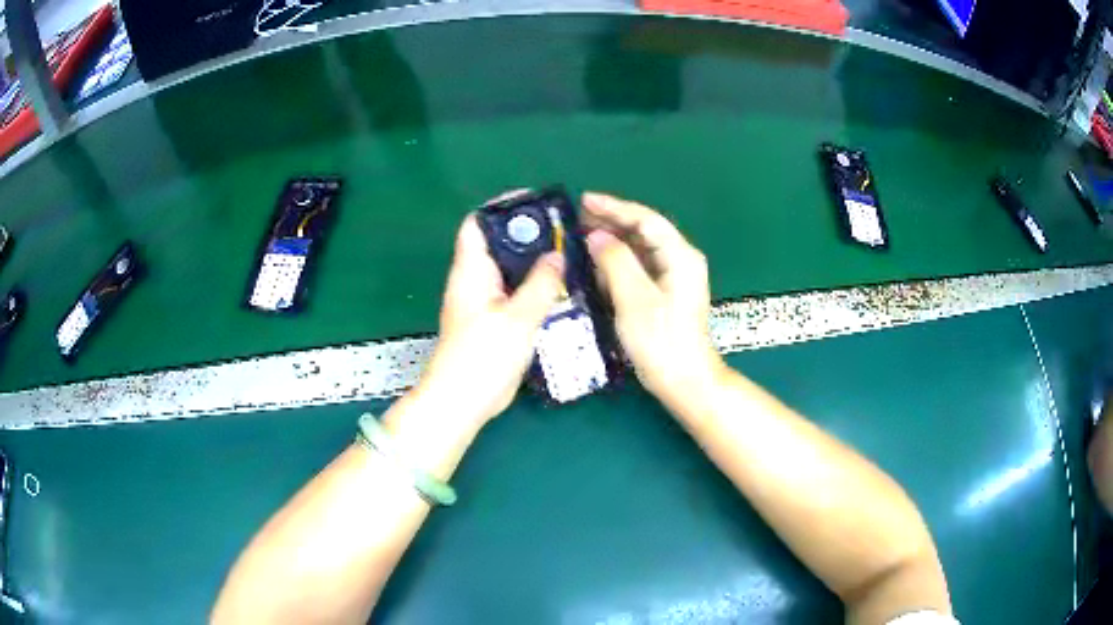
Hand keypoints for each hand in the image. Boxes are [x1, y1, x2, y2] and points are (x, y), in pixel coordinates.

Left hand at [413, 214, 564, 427]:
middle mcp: (475, 281)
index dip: (502, 209)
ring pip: (510, 271)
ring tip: (569, 254)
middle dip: (528, 235)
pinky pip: (516, 294)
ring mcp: (485, 302)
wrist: (464, 401)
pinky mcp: (495, 322)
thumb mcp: (518, 317)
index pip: (477, 225)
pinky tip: (561, 288)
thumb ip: (540, 283)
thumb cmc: (483, 356)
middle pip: (499, 245)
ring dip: (534, 262)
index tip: (535, 204)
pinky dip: (535, 287)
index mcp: (471, 271)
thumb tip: (557, 255)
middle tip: (564, 230)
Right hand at [582, 192, 724, 408]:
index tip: (584, 200)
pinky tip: (597, 264)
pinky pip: (639, 268)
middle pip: (644, 231)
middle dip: (611, 222)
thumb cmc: (661, 341)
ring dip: (612, 241)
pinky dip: (618, 262)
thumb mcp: (634, 299)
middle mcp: (681, 261)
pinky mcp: (666, 294)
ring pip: (640, 249)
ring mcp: (674, 278)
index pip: (646, 220)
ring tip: (581, 235)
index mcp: (680, 257)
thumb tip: (596, 236)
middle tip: (577, 217)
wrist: (684, 381)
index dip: (614, 208)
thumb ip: (615, 262)